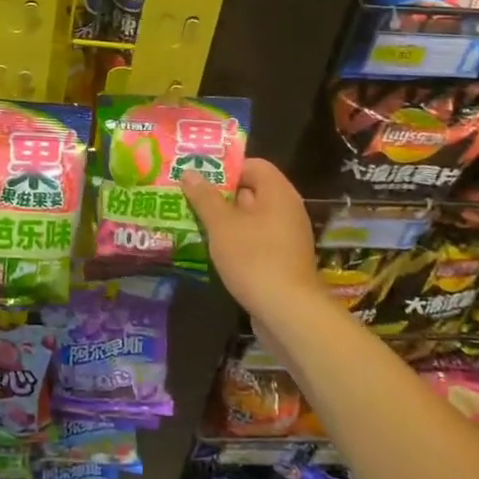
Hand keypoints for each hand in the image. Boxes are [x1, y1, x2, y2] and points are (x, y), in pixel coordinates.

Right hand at [181, 159, 321, 327]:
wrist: (288, 313)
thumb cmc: (254, 258)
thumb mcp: (221, 225)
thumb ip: (204, 197)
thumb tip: (189, 172)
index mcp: (278, 192)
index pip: (253, 165)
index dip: (226, 168)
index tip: (200, 178)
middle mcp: (287, 210)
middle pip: (251, 191)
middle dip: (220, 195)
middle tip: (190, 198)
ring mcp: (287, 237)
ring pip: (251, 218)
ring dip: (225, 220)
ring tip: (194, 223)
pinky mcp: (282, 261)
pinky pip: (256, 240)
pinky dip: (236, 241)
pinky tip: (213, 250)